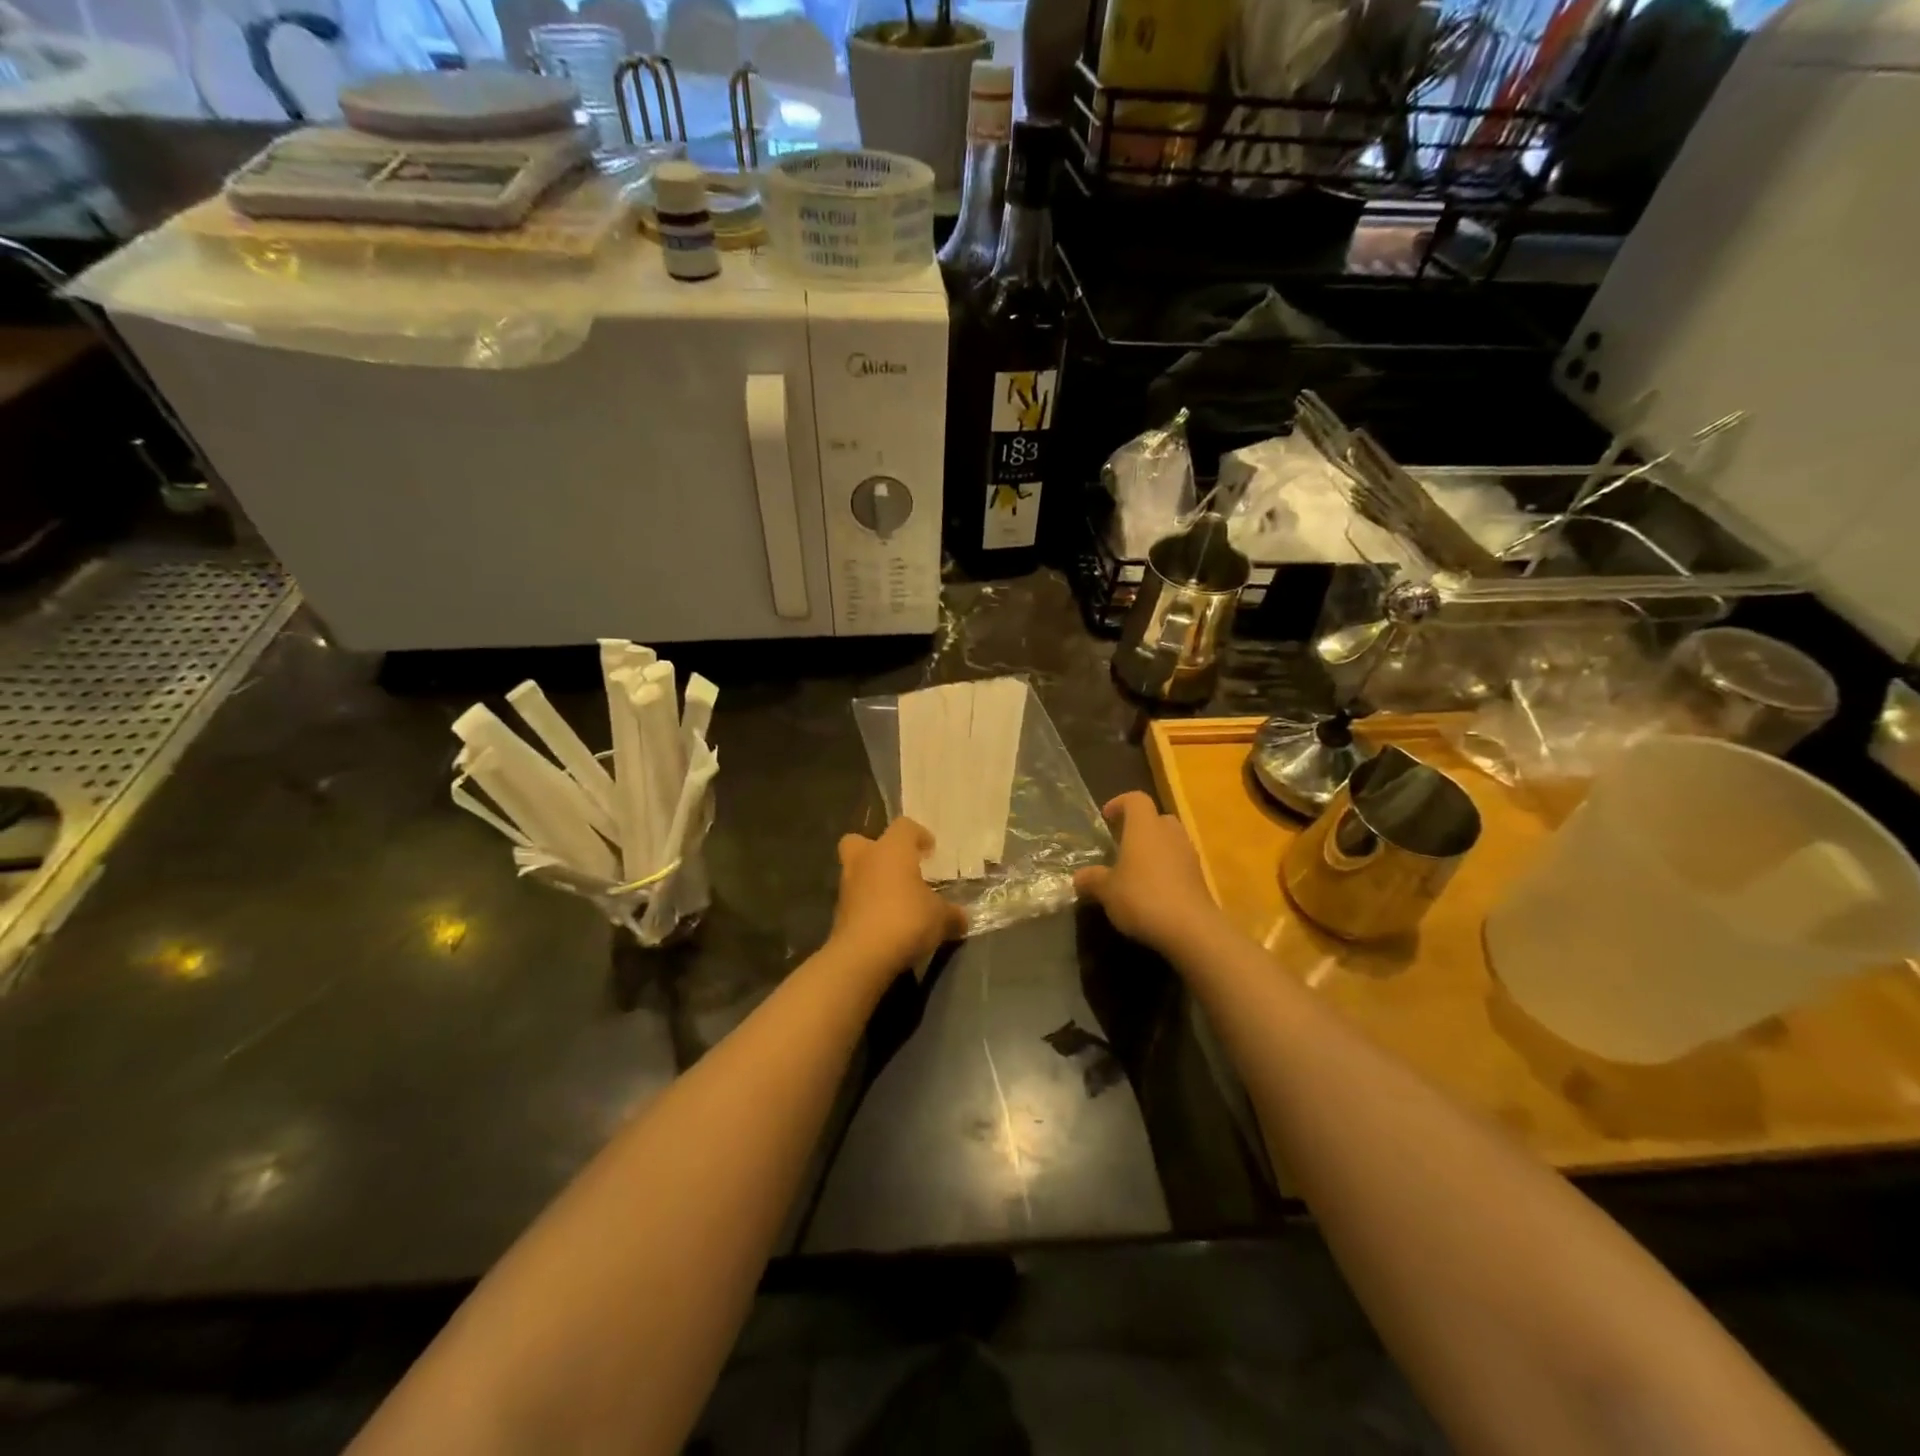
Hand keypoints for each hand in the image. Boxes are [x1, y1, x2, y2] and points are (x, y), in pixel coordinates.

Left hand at [831, 818, 968, 972]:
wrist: (863, 955)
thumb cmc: (906, 920)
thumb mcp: (941, 918)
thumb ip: (952, 914)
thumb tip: (961, 918)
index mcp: (892, 850)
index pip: (904, 826)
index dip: (919, 835)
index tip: (931, 852)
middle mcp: (865, 860)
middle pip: (861, 840)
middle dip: (877, 851)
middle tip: (899, 867)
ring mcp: (847, 886)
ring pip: (856, 872)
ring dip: (873, 881)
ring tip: (896, 901)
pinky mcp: (839, 913)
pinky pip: (855, 900)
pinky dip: (868, 907)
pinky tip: (887, 924)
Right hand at [1073, 792, 1223, 955]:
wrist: (1191, 929)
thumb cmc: (1142, 897)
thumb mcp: (1106, 890)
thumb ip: (1092, 879)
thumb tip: (1079, 878)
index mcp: (1144, 827)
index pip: (1135, 799)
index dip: (1120, 803)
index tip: (1106, 818)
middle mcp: (1169, 833)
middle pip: (1157, 818)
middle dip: (1140, 828)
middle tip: (1122, 845)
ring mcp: (1189, 855)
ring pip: (1170, 841)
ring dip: (1155, 850)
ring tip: (1136, 871)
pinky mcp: (1199, 878)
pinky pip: (1179, 864)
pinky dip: (1166, 870)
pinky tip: (1153, 892)